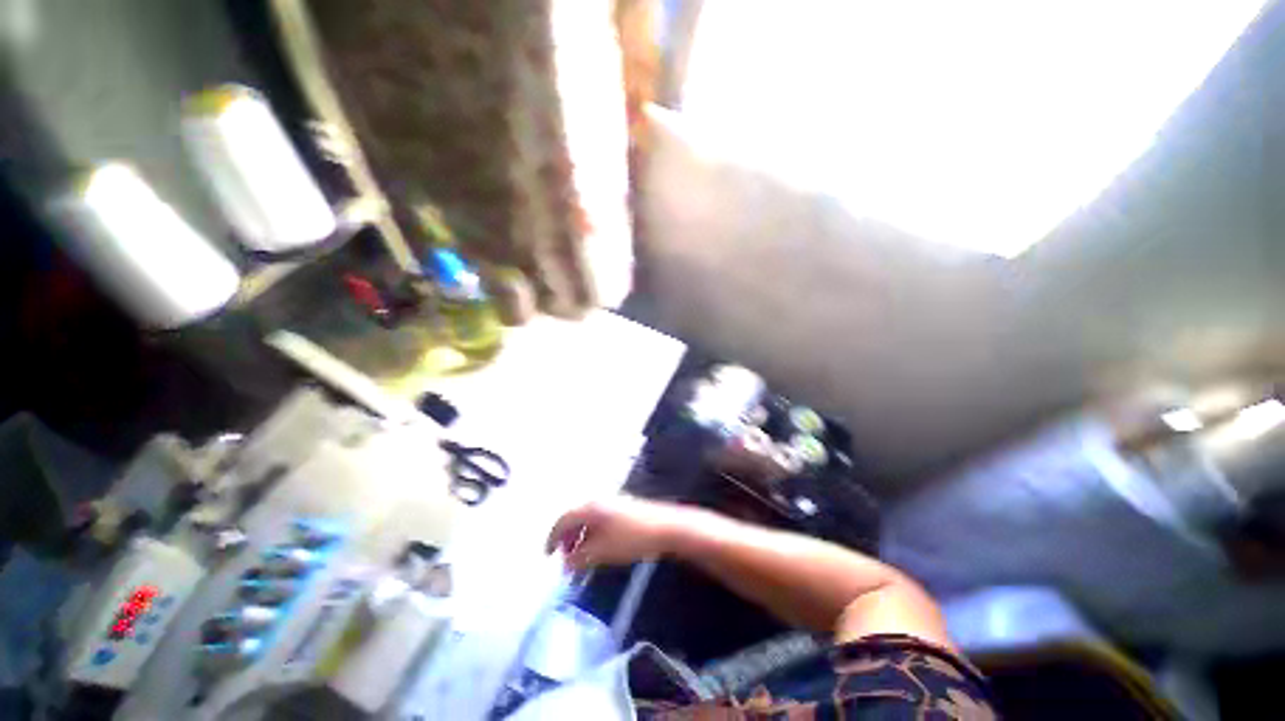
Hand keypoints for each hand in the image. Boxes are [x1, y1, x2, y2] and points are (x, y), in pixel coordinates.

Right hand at [545, 497, 695, 571]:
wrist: (665, 527)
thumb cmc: (631, 538)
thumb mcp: (602, 552)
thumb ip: (580, 558)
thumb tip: (566, 564)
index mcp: (591, 508)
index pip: (564, 519)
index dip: (553, 537)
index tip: (548, 555)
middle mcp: (599, 501)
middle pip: (576, 518)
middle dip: (568, 539)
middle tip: (566, 559)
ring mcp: (613, 503)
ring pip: (588, 519)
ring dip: (581, 537)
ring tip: (582, 557)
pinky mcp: (623, 509)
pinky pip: (600, 520)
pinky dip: (593, 534)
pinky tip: (599, 548)